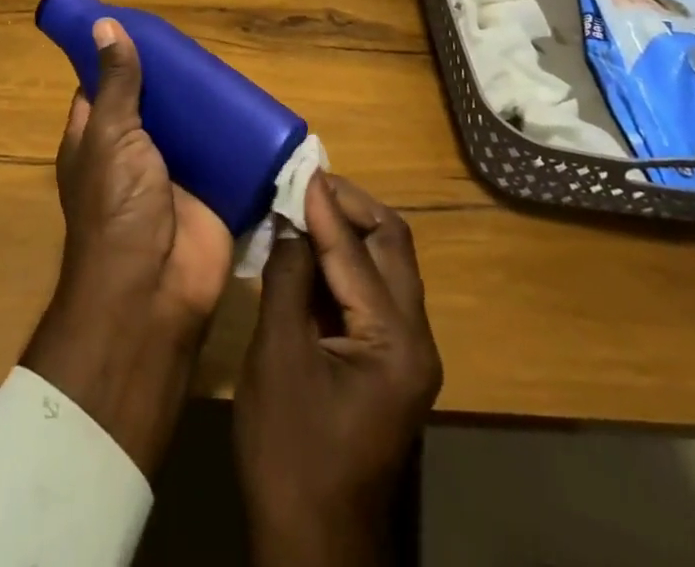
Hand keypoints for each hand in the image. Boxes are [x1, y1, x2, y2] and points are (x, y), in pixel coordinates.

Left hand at [21, 17, 233, 473]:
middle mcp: (132, 154)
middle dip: (172, 80)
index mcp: (97, 139)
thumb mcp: (111, 134)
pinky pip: (224, 156)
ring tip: (230, 66)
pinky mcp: (210, 192)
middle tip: (198, 44)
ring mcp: (173, 174)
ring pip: (190, 128)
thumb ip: (116, 83)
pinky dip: (237, 136)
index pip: (102, 88)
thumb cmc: (117, 206)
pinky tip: (255, 106)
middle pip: (153, 105)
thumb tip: (104, 25)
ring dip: (206, 105)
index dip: (117, 59)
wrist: (155, 289)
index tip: (142, 27)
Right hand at [234, 173, 442, 566]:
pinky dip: (344, 262)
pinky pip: (373, 292)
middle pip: (392, 247)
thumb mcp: (278, 358)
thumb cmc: (291, 454)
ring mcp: (406, 354)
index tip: (300, 166)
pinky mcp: (389, 363)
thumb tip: (290, 220)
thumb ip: (289, 279)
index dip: (325, 206)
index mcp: (396, 342)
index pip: (359, 252)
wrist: (313, 547)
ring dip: (348, 230)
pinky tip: (310, 248)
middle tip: (305, 182)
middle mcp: (415, 340)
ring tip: (304, 203)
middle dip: (350, 207)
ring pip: (386, 266)